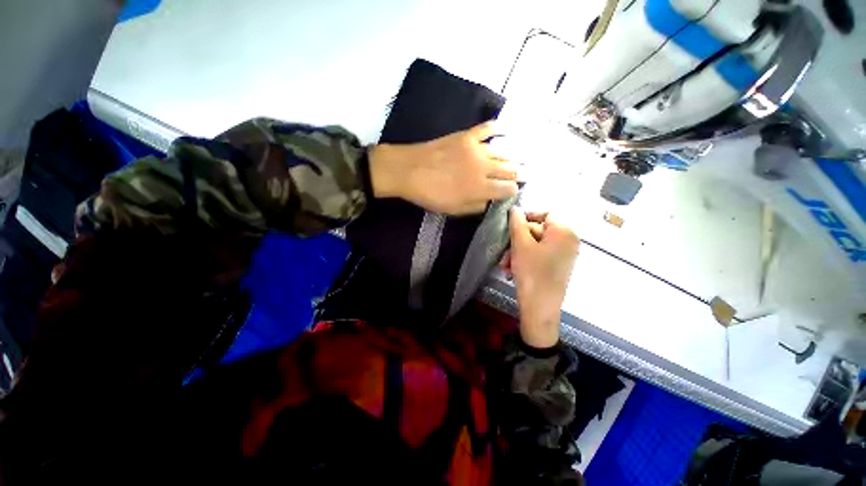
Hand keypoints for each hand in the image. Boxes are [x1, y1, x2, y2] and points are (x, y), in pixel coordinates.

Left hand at [368, 122, 518, 214]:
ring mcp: (477, 149)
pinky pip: (487, 129)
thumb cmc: (430, 194)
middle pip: (510, 169)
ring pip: (503, 152)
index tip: (510, 191)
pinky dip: (498, 129)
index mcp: (481, 188)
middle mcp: (484, 167)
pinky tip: (505, 130)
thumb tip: (490, 200)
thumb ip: (476, 206)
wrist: (410, 171)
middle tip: (520, 175)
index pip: (508, 188)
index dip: (512, 190)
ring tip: (516, 159)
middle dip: (517, 174)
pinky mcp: (467, 136)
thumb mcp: (454, 210)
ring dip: (511, 157)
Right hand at [505, 208, 579, 348]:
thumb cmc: (532, 272)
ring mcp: (565, 255)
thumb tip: (514, 208)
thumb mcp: (520, 245)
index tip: (510, 226)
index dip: (526, 217)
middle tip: (503, 251)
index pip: (546, 213)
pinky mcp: (559, 266)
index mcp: (564, 232)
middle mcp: (569, 241)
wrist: (540, 308)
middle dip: (517, 241)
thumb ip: (517, 223)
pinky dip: (525, 259)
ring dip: (517, 251)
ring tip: (505, 264)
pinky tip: (512, 269)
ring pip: (536, 244)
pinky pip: (540, 255)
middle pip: (539, 230)